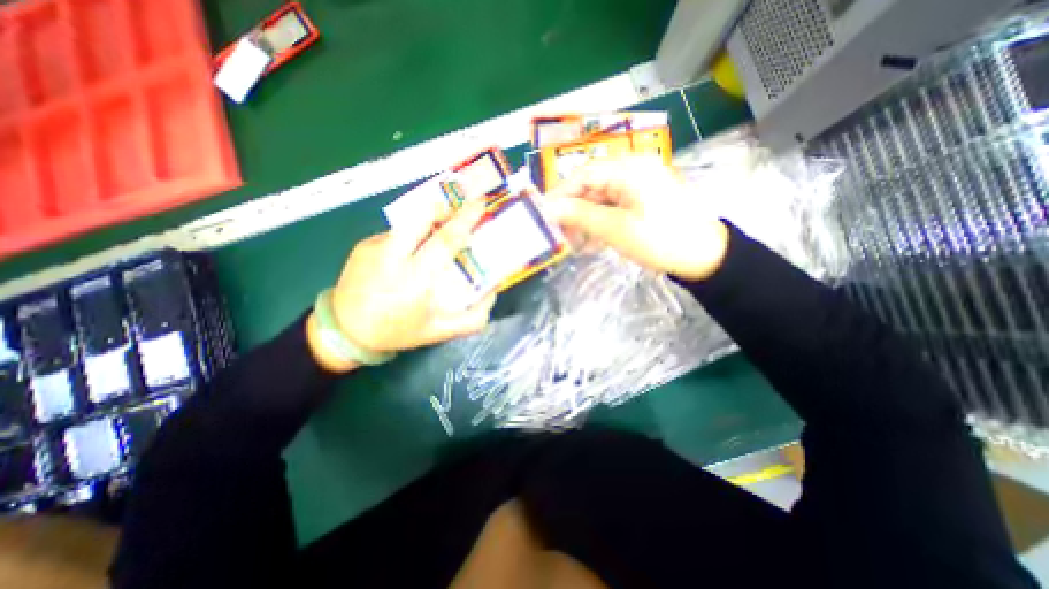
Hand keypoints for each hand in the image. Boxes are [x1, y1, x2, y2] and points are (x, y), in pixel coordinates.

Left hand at [307, 201, 497, 369]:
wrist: (344, 331)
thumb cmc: (396, 331)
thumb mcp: (439, 332)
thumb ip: (472, 319)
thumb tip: (492, 293)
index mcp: (415, 280)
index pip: (444, 241)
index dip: (464, 221)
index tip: (480, 205)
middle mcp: (393, 257)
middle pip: (420, 217)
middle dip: (445, 207)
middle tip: (462, 208)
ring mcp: (375, 248)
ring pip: (409, 222)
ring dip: (429, 220)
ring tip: (440, 229)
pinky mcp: (364, 245)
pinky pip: (396, 233)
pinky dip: (411, 236)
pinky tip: (413, 252)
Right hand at [540, 157, 732, 279]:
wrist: (706, 257)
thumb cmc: (661, 240)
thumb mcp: (616, 229)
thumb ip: (580, 215)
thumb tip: (548, 208)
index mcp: (629, 168)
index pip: (583, 174)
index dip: (560, 195)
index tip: (543, 215)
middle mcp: (633, 170)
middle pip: (591, 187)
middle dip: (573, 211)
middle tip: (558, 235)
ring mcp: (638, 186)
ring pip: (600, 200)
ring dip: (585, 221)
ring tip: (574, 243)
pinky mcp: (642, 201)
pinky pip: (613, 208)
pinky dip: (600, 224)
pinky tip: (592, 242)